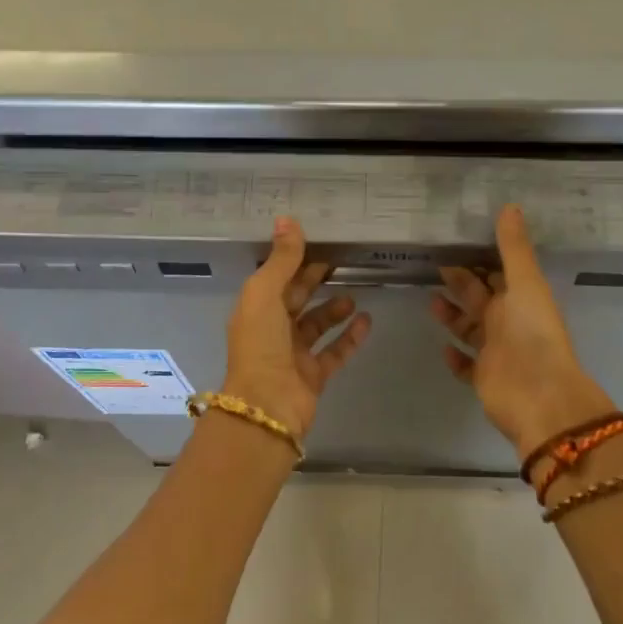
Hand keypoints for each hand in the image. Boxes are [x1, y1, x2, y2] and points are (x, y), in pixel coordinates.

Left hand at [223, 217, 371, 437]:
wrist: (267, 405)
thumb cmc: (260, 343)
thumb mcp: (265, 293)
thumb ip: (281, 259)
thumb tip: (288, 219)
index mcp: (255, 309)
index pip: (276, 278)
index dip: (294, 261)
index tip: (319, 242)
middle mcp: (272, 330)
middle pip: (296, 299)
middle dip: (315, 281)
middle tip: (342, 261)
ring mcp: (293, 354)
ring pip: (316, 325)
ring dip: (334, 309)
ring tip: (353, 295)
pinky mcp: (314, 375)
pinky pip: (335, 351)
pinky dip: (350, 336)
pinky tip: (367, 320)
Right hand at [432, 204, 618, 461]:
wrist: (539, 396)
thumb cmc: (532, 333)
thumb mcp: (525, 283)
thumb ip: (514, 247)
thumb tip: (510, 205)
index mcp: (520, 298)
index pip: (498, 273)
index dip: (480, 258)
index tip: (455, 242)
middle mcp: (508, 322)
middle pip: (480, 297)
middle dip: (460, 282)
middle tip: (433, 265)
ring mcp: (495, 350)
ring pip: (470, 328)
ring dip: (452, 315)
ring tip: (430, 301)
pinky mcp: (483, 377)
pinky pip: (466, 365)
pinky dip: (455, 357)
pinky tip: (443, 348)